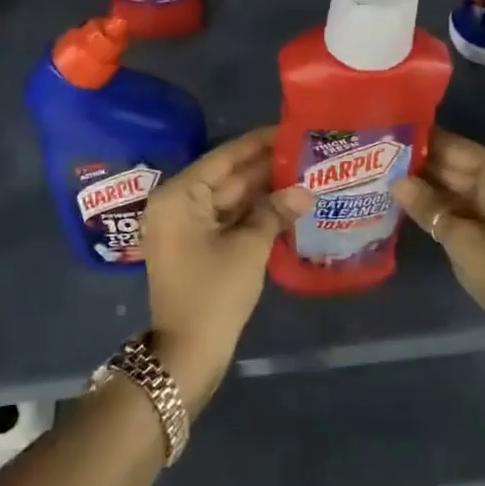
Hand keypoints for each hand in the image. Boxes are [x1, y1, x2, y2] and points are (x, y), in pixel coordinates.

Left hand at [140, 127, 311, 414]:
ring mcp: (186, 226)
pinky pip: (228, 219)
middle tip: (305, 151)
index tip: (289, 129)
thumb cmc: (213, 294)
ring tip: (304, 172)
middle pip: (228, 176)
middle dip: (266, 167)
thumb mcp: (248, 248)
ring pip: (230, 198)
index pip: (225, 157)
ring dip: (264, 190)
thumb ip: (275, 212)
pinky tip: (287, 204)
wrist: (186, 356)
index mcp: (180, 195)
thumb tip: (305, 191)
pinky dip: (255, 213)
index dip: (258, 143)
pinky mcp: (197, 246)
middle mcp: (179, 203)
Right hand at [395, 131, 484, 362]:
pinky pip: (464, 203)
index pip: (453, 146)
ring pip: (457, 184)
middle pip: (455, 163)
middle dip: (418, 165)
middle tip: (375, 160)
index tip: (383, 138)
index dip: (418, 142)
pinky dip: (440, 204)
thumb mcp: (461, 240)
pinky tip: (407, 203)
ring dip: (426, 185)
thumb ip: (427, 206)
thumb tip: (395, 181)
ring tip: (382, 178)